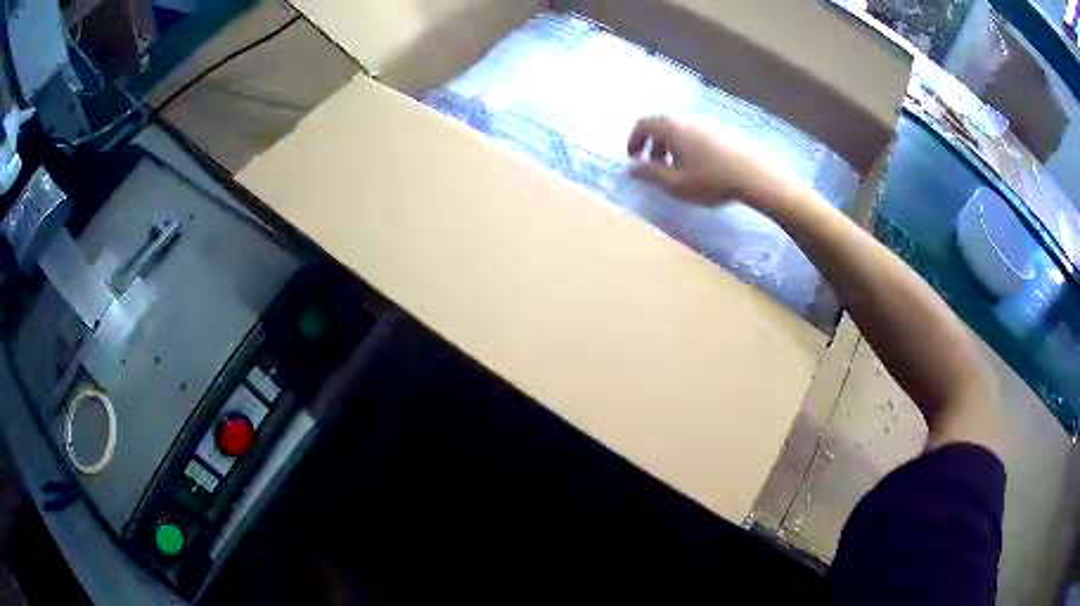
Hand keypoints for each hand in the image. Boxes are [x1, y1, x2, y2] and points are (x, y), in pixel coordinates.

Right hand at [626, 116, 796, 209]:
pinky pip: (695, 132)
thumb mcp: (675, 184)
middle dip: (652, 144)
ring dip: (670, 146)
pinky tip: (699, 166)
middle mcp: (686, 118)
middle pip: (661, 125)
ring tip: (677, 169)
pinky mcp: (721, 129)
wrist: (754, 175)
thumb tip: (632, 167)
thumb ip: (650, 174)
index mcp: (671, 127)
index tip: (634, 158)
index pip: (643, 124)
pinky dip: (687, 145)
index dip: (634, 140)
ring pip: (679, 129)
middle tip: (654, 167)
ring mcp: (706, 121)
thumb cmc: (711, 180)